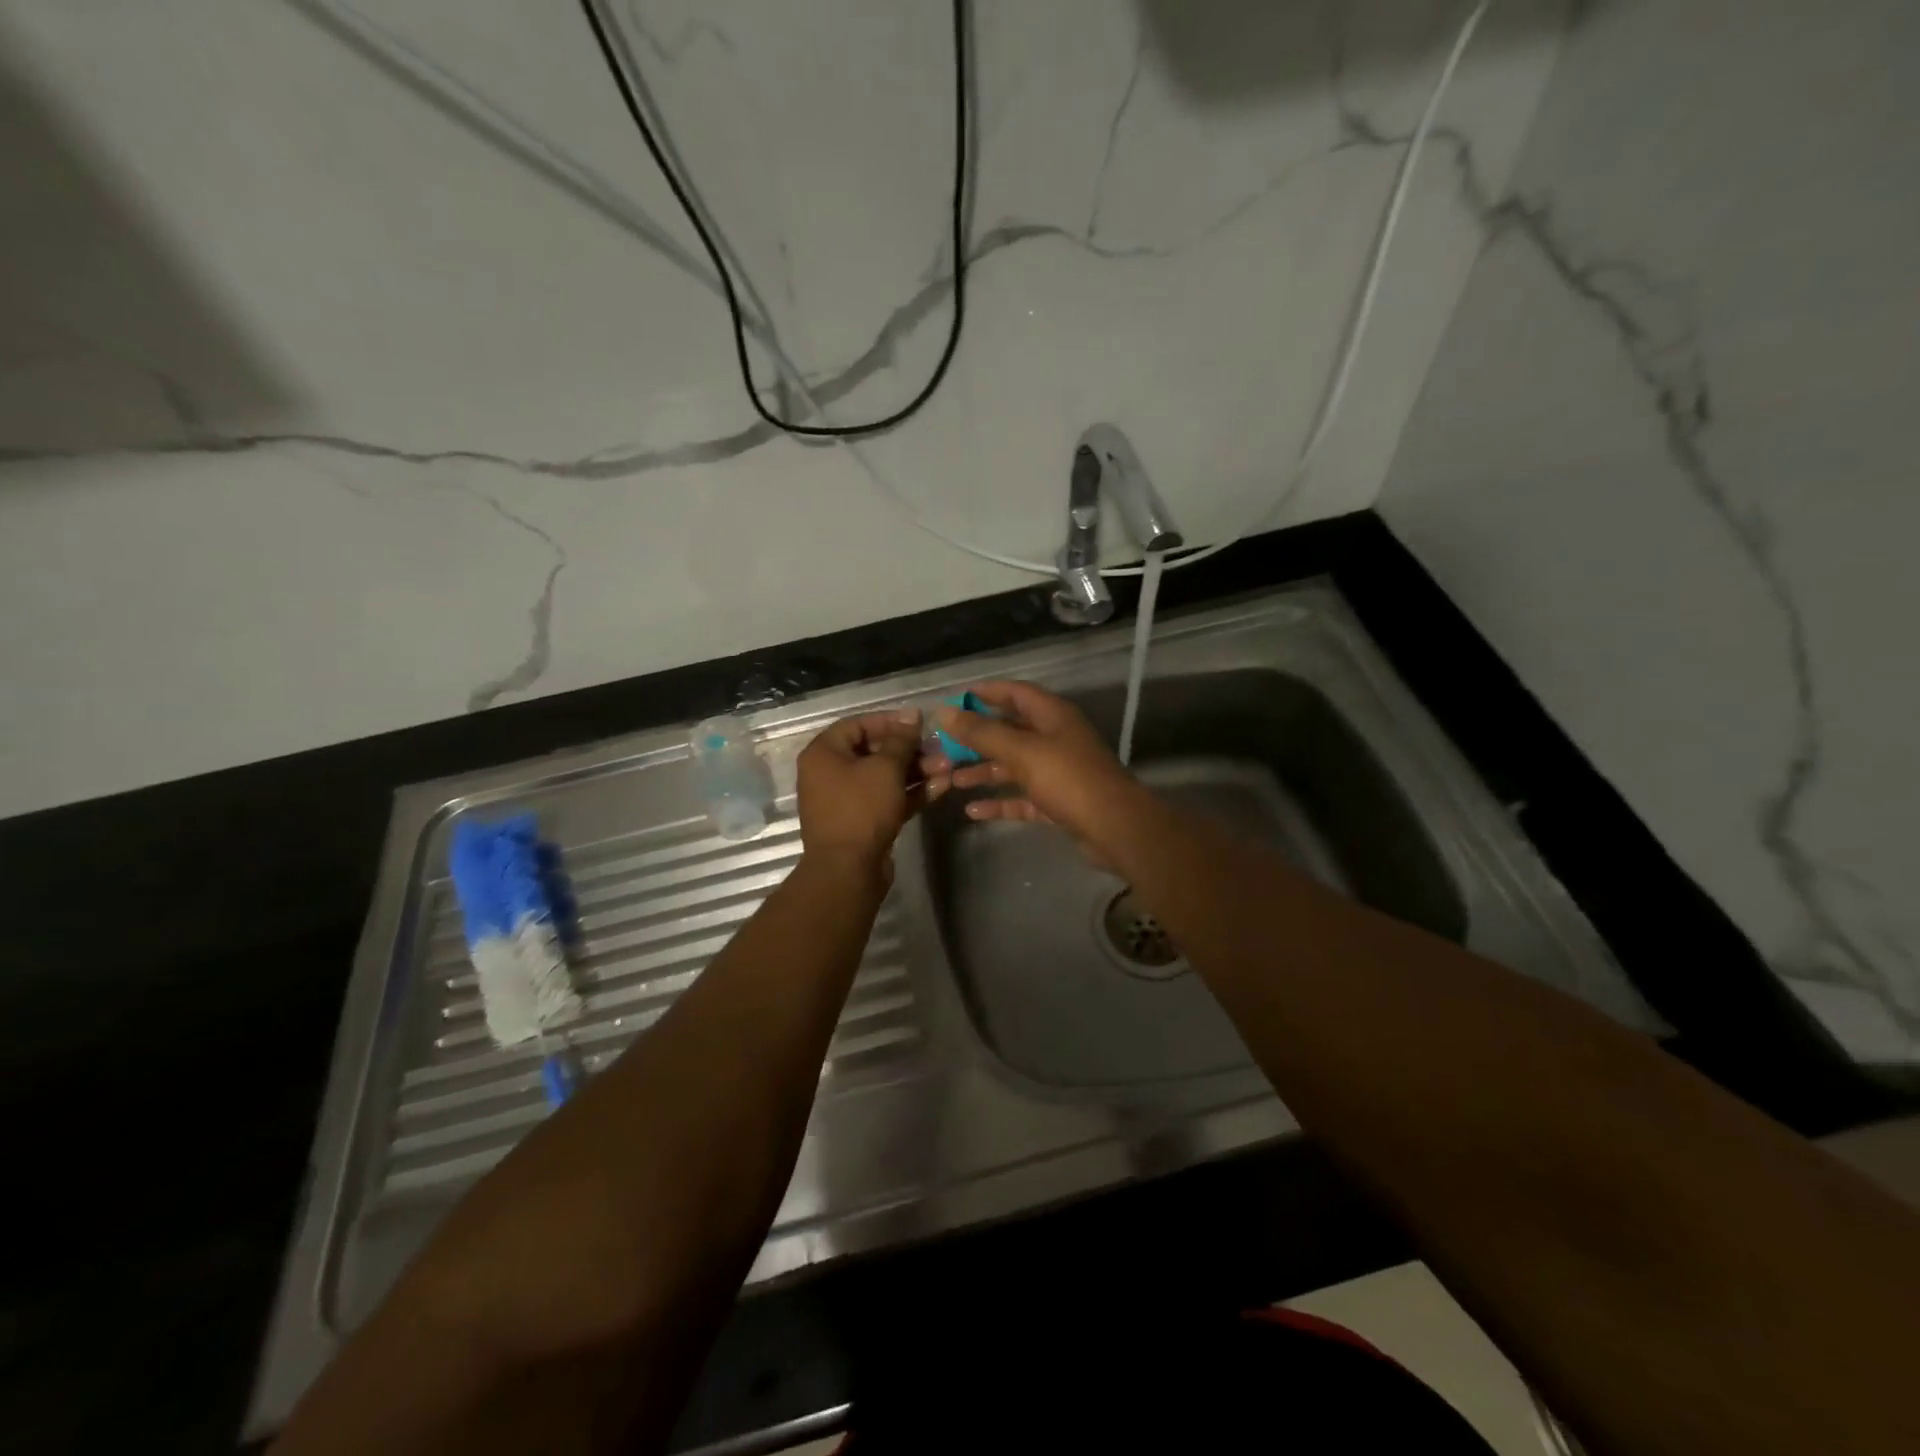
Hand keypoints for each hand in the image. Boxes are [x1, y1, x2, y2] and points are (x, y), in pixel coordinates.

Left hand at [796, 709, 940, 881]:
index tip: (920, 723)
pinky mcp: (863, 822)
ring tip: (948, 768)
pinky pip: (887, 799)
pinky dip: (911, 793)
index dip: (890, 721)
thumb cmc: (861, 809)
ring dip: (916, 772)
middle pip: (874, 752)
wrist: (848, 870)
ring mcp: (847, 800)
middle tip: (939, 750)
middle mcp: (830, 773)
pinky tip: (941, 787)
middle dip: (910, 750)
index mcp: (824, 754)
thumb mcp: (885, 768)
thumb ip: (901, 740)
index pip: (858, 725)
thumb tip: (912, 715)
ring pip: (884, 777)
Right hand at [932, 681, 1150, 860]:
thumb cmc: (1068, 779)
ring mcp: (1058, 772)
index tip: (955, 700)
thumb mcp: (1022, 751)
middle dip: (978, 737)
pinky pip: (1022, 798)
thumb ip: (983, 733)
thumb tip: (946, 713)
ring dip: (984, 771)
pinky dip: (1000, 802)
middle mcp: (1055, 739)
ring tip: (951, 780)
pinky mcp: (1057, 802)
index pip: (1016, 693)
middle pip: (1011, 731)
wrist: (1114, 828)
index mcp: (1052, 716)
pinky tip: (973, 811)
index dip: (986, 693)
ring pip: (1014, 766)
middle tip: (944, 745)